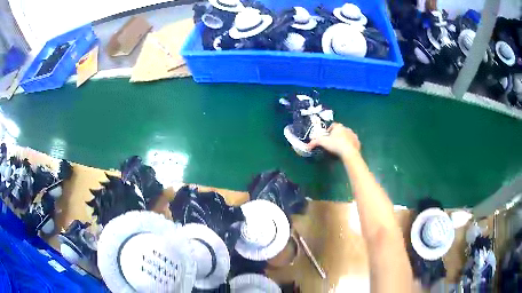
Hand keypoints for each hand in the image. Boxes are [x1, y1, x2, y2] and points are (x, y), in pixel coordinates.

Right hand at [307, 123, 360, 159]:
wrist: (349, 152)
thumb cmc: (335, 145)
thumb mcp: (323, 142)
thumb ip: (315, 142)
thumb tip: (307, 145)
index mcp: (338, 127)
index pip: (333, 125)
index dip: (329, 130)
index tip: (327, 137)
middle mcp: (346, 129)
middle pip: (341, 130)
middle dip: (337, 135)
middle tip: (333, 143)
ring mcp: (353, 135)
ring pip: (347, 136)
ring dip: (344, 139)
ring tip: (340, 147)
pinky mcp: (358, 142)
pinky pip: (353, 142)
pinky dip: (350, 145)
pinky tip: (347, 150)